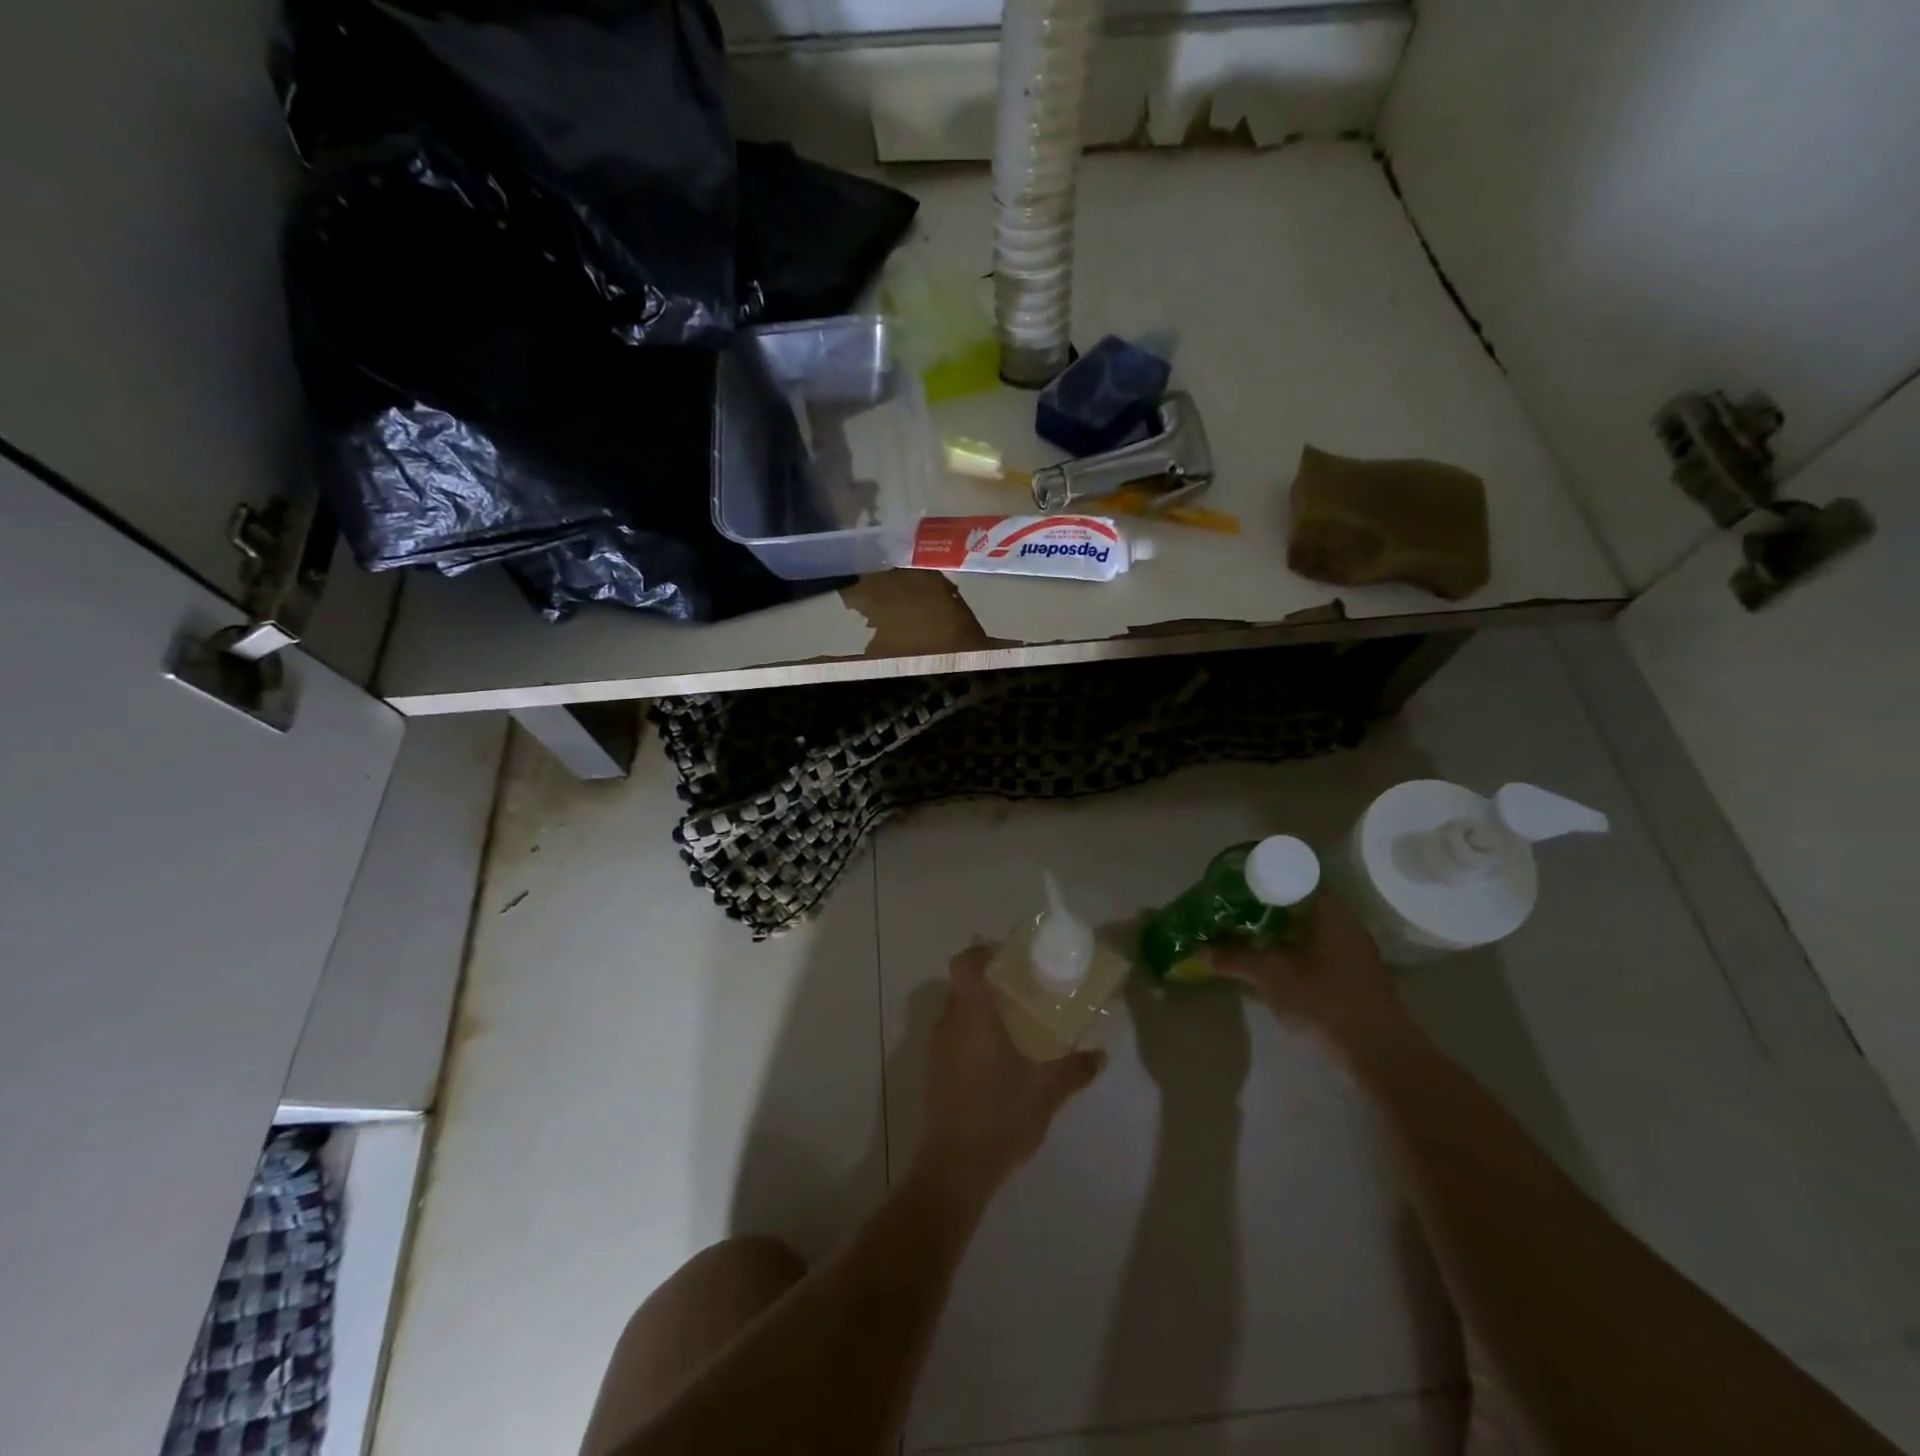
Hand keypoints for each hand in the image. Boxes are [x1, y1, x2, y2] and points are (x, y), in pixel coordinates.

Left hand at [909, 945, 1105, 1204]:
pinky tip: (998, 1058)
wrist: (954, 1169)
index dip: (982, 953)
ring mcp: (936, 1049)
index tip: (1009, 959)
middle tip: (1023, 992)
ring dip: (980, 1011)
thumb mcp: (1046, 1093)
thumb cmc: (1000, 1117)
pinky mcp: (933, 1072)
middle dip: (989, 984)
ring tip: (1015, 1024)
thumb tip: (1101, 1055)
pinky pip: (952, 1036)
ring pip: (956, 1012)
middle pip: (962, 986)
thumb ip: (1074, 1069)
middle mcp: (949, 1024)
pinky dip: (971, 1035)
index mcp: (973, 1016)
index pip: (965, 964)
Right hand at [1208, 894, 1412, 1051]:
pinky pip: (1312, 951)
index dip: (1260, 877)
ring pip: (1304, 930)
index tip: (1232, 884)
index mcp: (1329, 911)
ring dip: (1274, 932)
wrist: (1379, 1055)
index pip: (1291, 877)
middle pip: (1296, 904)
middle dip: (1261, 907)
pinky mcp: (1349, 976)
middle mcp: (1343, 923)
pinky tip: (1265, 963)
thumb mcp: (1271, 976)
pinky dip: (1288, 951)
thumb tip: (1198, 951)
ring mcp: (1349, 951)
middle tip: (1228, 909)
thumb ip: (1234, 958)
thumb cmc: (1325, 1001)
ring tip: (1239, 934)